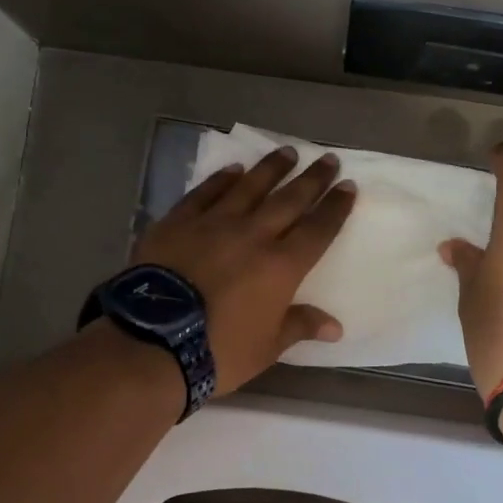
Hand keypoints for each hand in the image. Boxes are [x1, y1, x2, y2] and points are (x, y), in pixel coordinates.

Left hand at [135, 146, 356, 394]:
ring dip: (271, 168)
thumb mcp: (267, 347)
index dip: (335, 207)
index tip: (348, 186)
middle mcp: (253, 235)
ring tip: (288, 151)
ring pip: (250, 187)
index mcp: (282, 266)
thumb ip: (300, 326)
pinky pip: (205, 193)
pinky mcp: (178, 222)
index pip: (318, 229)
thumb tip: (335, 327)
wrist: (154, 342)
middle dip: (312, 179)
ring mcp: (214, 223)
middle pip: (290, 200)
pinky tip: (233, 169)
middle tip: (329, 158)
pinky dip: (221, 179)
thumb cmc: (219, 350)